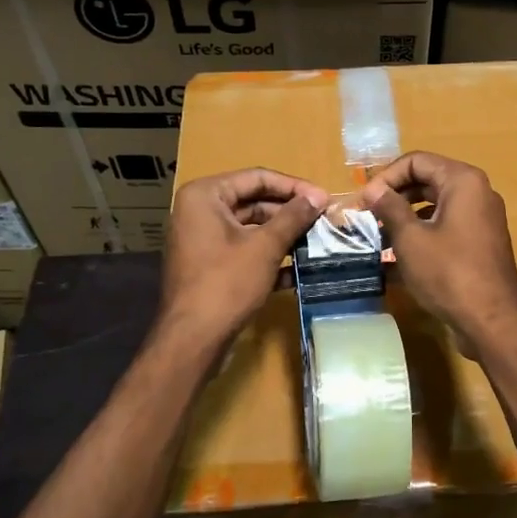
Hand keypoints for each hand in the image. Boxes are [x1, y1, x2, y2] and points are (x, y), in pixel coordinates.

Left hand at [161, 168, 328, 348]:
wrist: (193, 340)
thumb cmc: (227, 283)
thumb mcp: (265, 246)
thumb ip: (293, 217)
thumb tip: (318, 197)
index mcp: (205, 196)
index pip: (257, 178)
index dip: (293, 187)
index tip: (324, 198)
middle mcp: (199, 212)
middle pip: (253, 202)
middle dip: (289, 212)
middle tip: (323, 220)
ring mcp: (202, 240)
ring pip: (250, 229)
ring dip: (283, 235)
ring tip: (317, 242)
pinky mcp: (209, 266)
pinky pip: (243, 251)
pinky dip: (268, 256)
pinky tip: (298, 270)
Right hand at [357, 152, 516, 353]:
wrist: (491, 320)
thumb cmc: (448, 272)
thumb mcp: (410, 238)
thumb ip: (389, 207)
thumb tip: (372, 189)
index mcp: (462, 181)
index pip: (416, 161)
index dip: (386, 177)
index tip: (364, 200)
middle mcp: (477, 192)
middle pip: (427, 180)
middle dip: (394, 196)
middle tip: (366, 216)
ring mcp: (481, 219)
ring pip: (435, 206)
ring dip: (405, 217)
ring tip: (377, 236)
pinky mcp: (480, 243)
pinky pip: (445, 227)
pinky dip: (421, 234)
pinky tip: (397, 257)